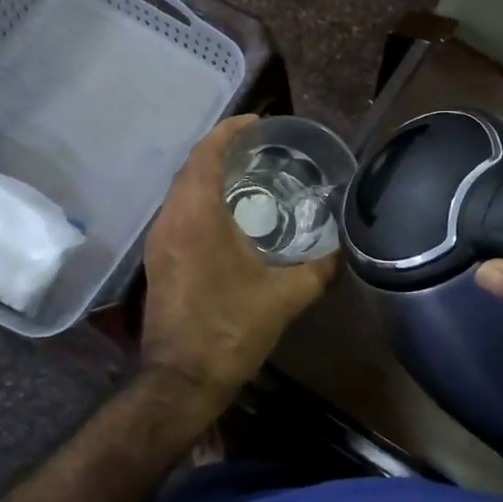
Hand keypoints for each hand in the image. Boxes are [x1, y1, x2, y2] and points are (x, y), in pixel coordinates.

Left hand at [142, 115, 336, 399]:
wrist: (182, 379)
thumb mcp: (285, 297)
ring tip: (249, 174)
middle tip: (260, 147)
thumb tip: (344, 249)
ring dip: (208, 175)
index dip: (229, 130)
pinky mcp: (158, 260)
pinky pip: (178, 213)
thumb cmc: (231, 330)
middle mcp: (171, 220)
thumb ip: (319, 268)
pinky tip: (229, 215)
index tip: (258, 122)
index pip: (206, 155)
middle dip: (222, 150)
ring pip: (181, 191)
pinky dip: (200, 200)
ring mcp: (159, 241)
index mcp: (197, 217)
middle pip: (191, 168)